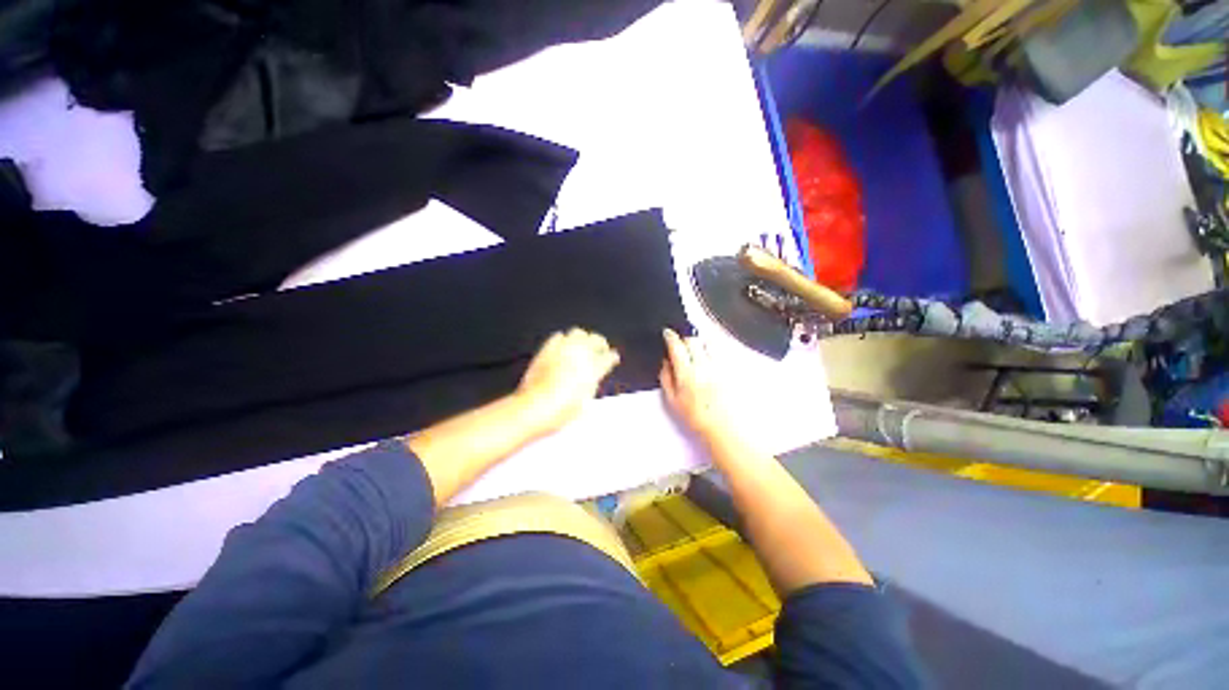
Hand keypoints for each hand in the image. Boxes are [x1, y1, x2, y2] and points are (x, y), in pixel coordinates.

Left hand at [517, 328, 620, 434]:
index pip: (609, 357)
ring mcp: (563, 349)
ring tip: (583, 345)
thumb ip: (591, 386)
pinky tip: (563, 346)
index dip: (612, 358)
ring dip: (583, 338)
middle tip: (601, 349)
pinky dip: (563, 339)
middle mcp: (580, 355)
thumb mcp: (584, 404)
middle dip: (601, 343)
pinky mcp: (547, 349)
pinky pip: (558, 336)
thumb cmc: (561, 411)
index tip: (613, 358)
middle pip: (597, 339)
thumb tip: (592, 379)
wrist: (534, 408)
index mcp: (593, 369)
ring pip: (579, 333)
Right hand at [659, 328, 728, 439]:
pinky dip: (711, 348)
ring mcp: (718, 365)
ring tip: (695, 348)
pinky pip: (718, 351)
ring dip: (699, 341)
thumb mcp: (673, 401)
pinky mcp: (729, 368)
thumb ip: (666, 378)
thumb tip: (665, 361)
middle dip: (684, 338)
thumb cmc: (696, 417)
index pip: (677, 346)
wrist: (724, 427)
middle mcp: (703, 365)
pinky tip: (707, 356)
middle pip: (693, 340)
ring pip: (707, 342)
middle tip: (680, 342)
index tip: (667, 333)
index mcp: (686, 373)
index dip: (670, 337)